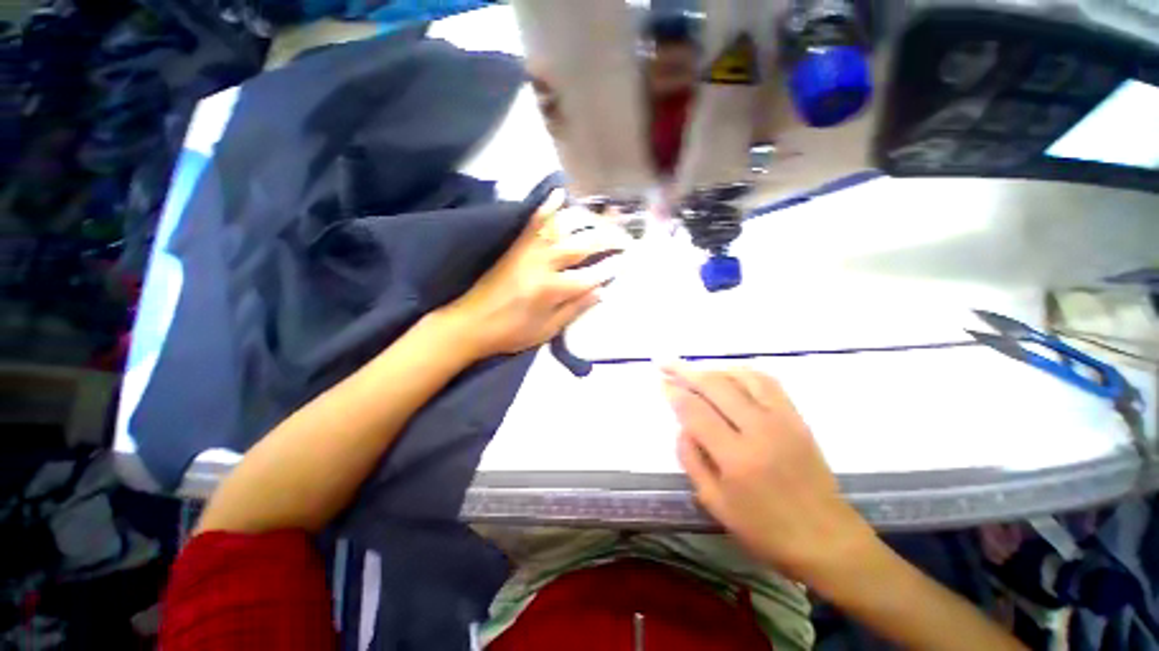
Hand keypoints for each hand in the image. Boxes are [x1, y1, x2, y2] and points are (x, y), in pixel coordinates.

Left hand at [445, 189, 628, 359]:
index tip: (624, 261)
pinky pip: (533, 221)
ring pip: (562, 227)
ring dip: (586, 220)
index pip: (590, 275)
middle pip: (581, 245)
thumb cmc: (512, 332)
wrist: (470, 323)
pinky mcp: (515, 246)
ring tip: (605, 217)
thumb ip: (575, 309)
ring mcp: (527, 250)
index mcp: (552, 290)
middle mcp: (542, 264)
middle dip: (607, 239)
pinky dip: (547, 206)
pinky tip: (560, 194)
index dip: (609, 268)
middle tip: (624, 236)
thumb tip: (601, 292)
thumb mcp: (547, 330)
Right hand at [662, 364, 877, 582]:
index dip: (674, 393)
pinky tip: (728, 374)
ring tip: (693, 370)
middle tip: (665, 363)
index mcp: (736, 458)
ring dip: (712, 369)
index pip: (695, 411)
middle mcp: (759, 430)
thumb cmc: (765, 529)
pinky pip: (766, 382)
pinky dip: (742, 371)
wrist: (827, 539)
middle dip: (685, 371)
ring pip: (740, 376)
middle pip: (715, 385)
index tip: (660, 382)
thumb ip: (691, 459)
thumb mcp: (715, 503)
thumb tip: (681, 426)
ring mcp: (782, 420)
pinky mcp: (796, 417)